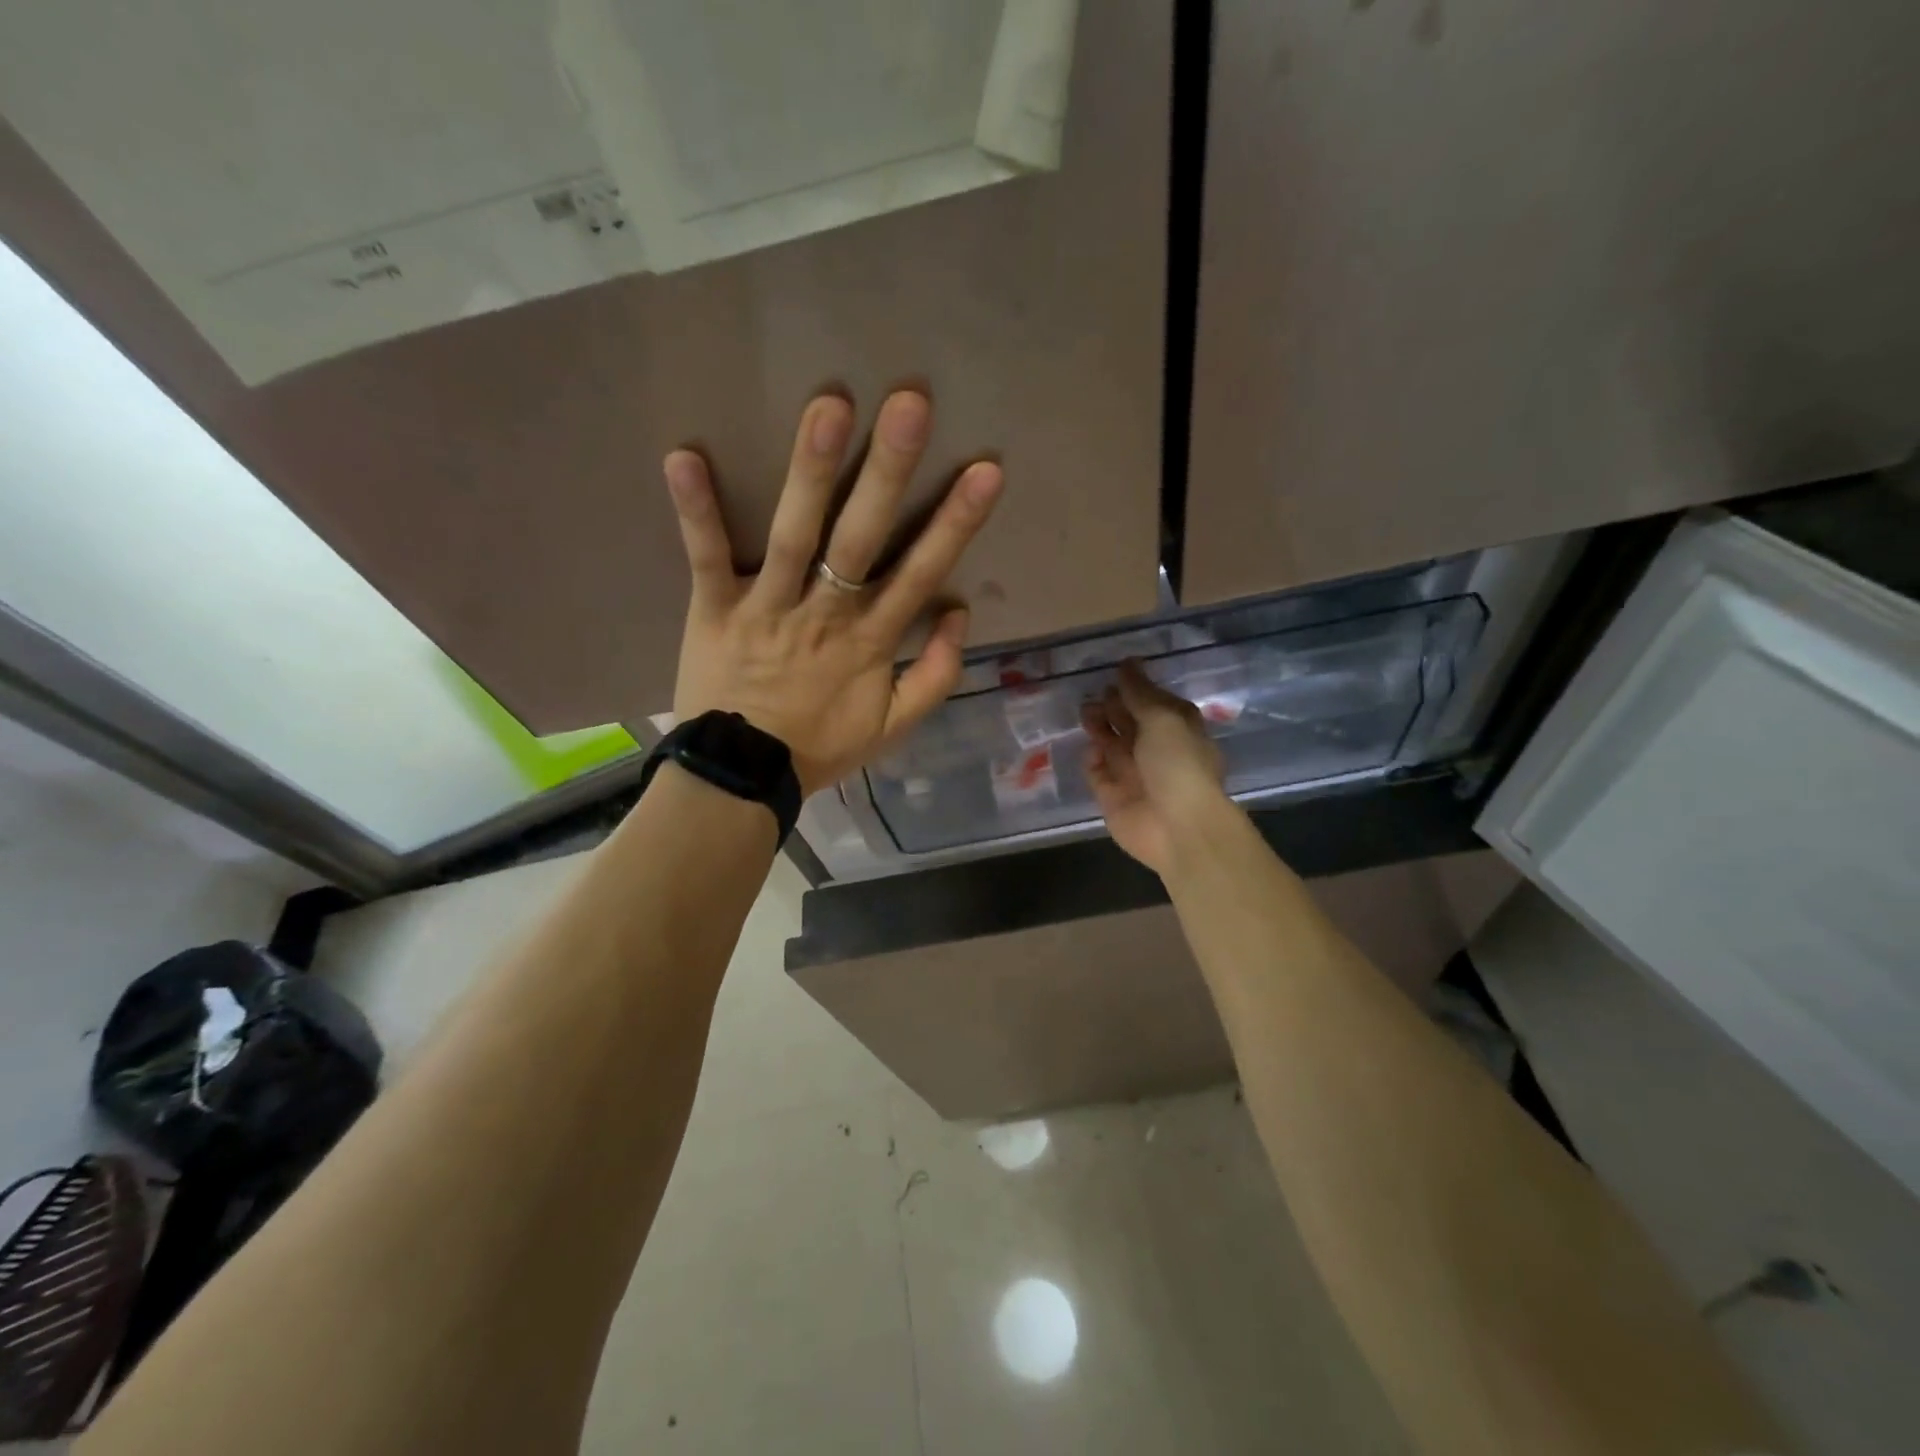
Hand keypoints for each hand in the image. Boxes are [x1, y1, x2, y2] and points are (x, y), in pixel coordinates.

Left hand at [665, 391, 1003, 795]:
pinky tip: (682, 455)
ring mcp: (767, 608)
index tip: (986, 470)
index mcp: (870, 641)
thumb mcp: (894, 727)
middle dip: (888, 471)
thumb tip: (960, 612)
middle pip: (861, 539)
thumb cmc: (819, 746)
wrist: (742, 778)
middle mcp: (824, 614)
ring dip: (810, 472)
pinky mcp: (713, 609)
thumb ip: (936, 675)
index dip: (956, 523)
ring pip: (793, 535)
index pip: (921, 573)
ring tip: (827, 407)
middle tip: (909, 403)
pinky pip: (705, 557)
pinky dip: (695, 510)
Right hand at [1082, 660, 1229, 875]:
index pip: (1153, 702)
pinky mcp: (1113, 796)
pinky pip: (1098, 773)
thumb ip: (1140, 693)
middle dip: (1112, 706)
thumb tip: (1128, 663)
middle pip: (1129, 722)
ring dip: (1099, 728)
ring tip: (1086, 714)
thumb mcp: (1163, 718)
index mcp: (1177, 729)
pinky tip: (1091, 751)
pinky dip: (1092, 760)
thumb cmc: (1178, 764)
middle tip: (1093, 694)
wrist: (1177, 827)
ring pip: (1111, 744)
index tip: (1114, 671)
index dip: (1135, 687)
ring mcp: (1134, 774)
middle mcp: (1156, 750)